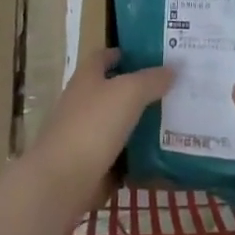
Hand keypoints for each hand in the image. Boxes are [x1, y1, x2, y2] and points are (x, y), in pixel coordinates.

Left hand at [19, 49, 171, 215]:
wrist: (62, 181)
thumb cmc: (93, 125)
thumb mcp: (129, 93)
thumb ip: (152, 80)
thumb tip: (173, 68)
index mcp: (87, 78)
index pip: (103, 57)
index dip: (124, 53)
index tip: (151, 56)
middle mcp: (82, 103)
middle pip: (111, 91)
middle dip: (138, 90)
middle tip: (172, 90)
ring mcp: (83, 135)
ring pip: (116, 124)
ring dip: (139, 123)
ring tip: (172, 122)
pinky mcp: (89, 165)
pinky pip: (118, 155)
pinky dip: (135, 155)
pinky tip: (159, 156)